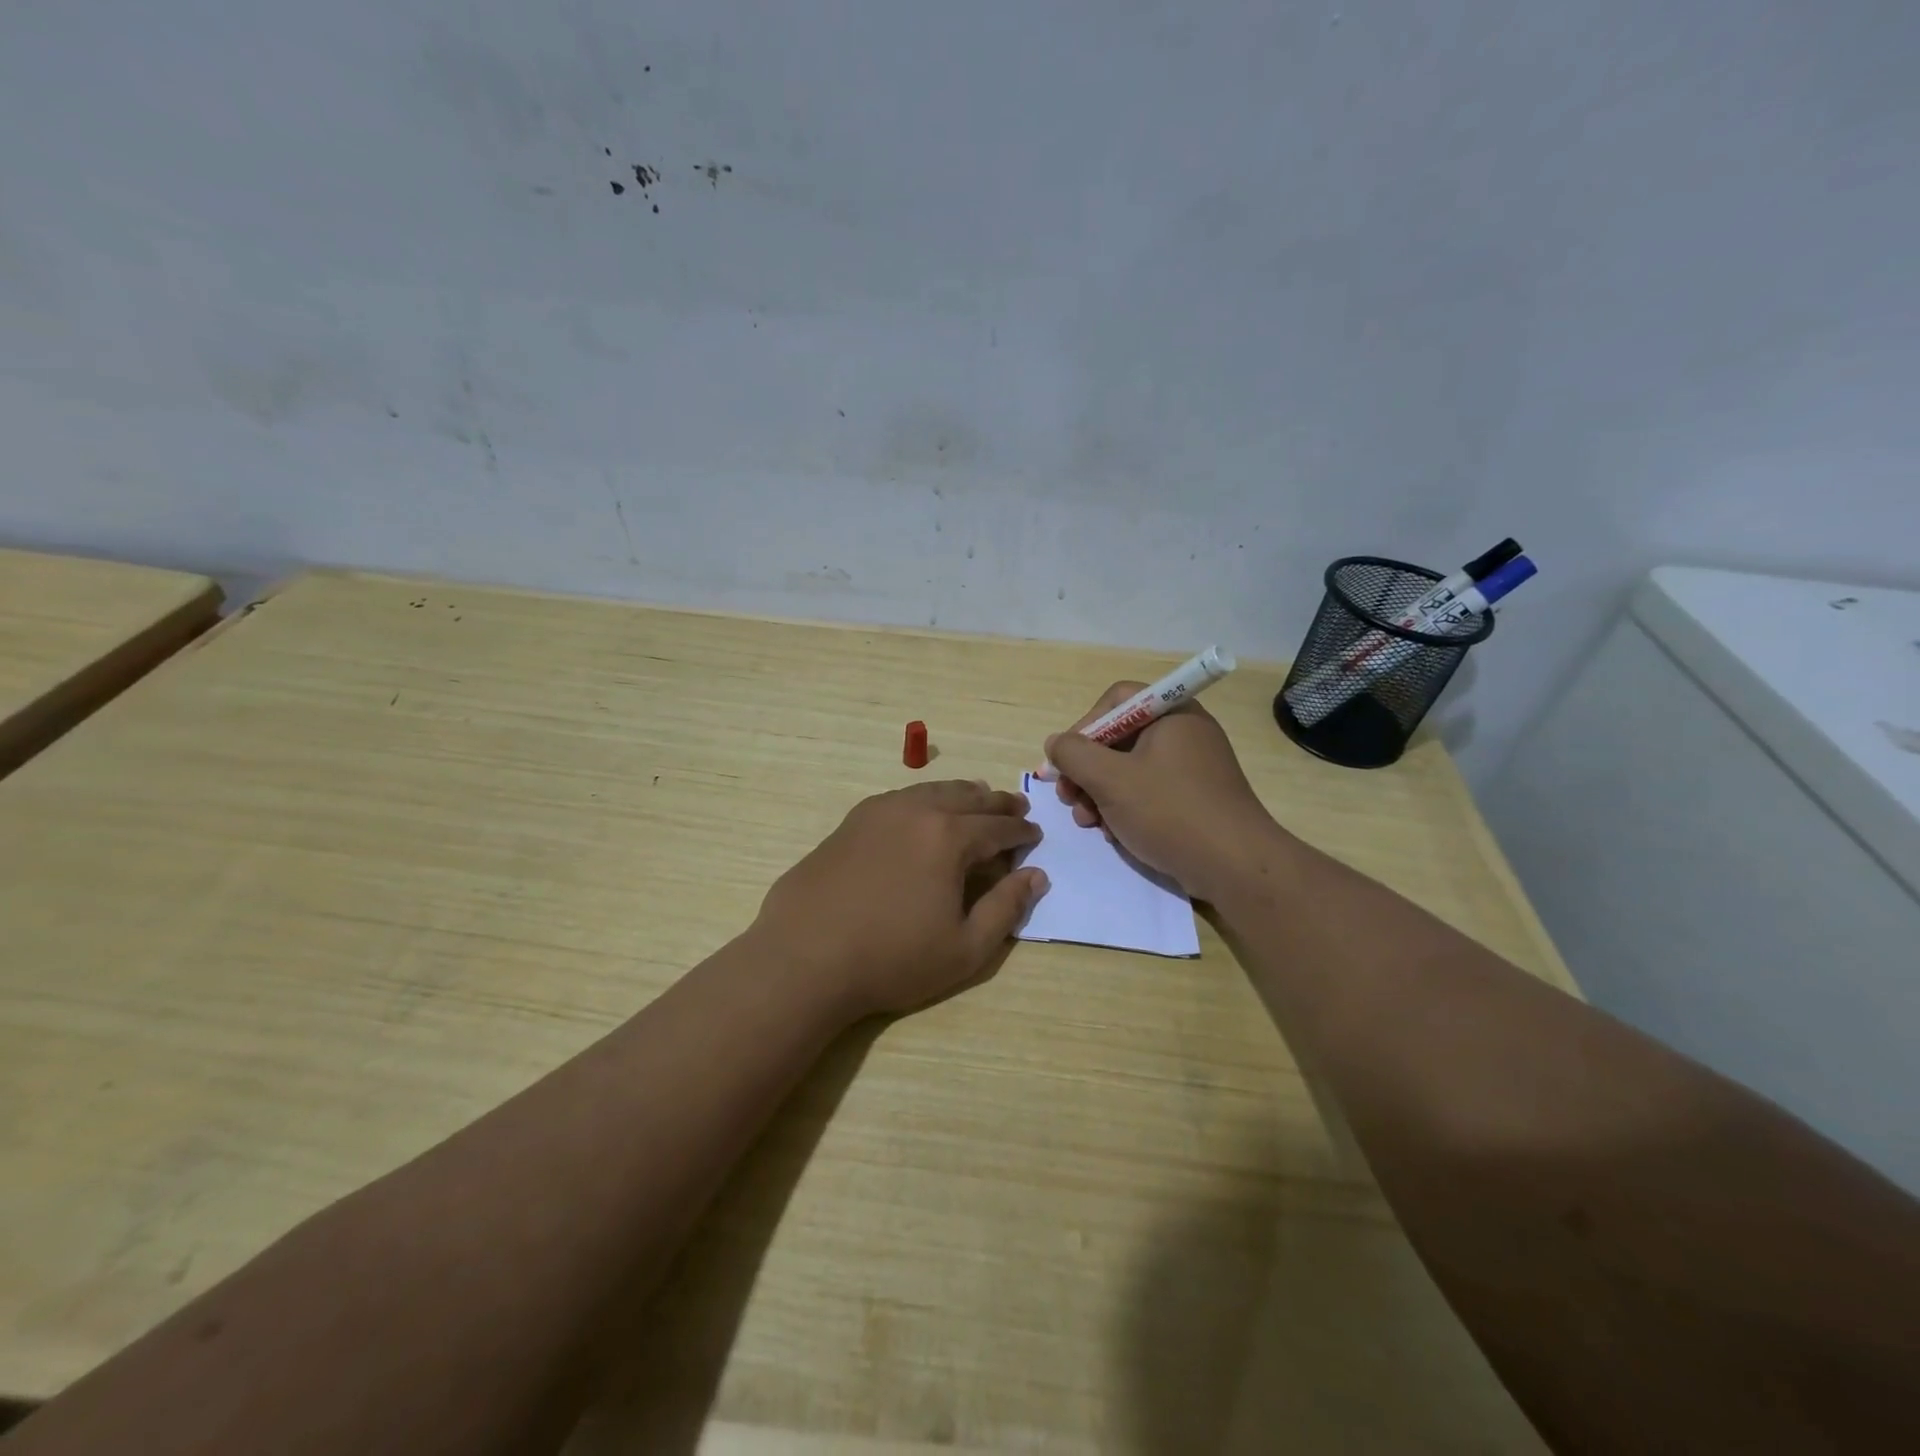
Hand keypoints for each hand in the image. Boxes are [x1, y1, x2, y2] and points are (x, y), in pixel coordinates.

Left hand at [754, 780, 1049, 1017]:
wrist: (805, 957)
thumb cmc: (893, 959)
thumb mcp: (965, 948)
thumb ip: (1006, 908)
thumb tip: (1036, 875)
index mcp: (949, 837)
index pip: (998, 826)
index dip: (1021, 831)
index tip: (1035, 835)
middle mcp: (917, 811)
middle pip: (968, 797)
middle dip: (997, 803)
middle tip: (1016, 807)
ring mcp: (879, 811)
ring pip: (932, 791)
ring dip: (962, 795)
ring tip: (977, 799)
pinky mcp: (852, 821)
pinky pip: (901, 798)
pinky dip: (925, 799)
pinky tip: (924, 812)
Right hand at [1045, 683, 1279, 900]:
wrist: (1236, 867)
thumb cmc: (1170, 812)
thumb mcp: (1110, 780)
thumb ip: (1073, 754)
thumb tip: (1055, 743)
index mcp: (1172, 714)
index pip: (1116, 700)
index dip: (1084, 726)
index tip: (1066, 760)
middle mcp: (1184, 732)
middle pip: (1119, 737)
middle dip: (1087, 769)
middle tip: (1069, 798)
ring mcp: (1192, 767)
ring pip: (1130, 769)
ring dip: (1100, 793)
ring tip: (1088, 822)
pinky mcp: (1195, 798)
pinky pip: (1149, 791)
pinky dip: (1125, 807)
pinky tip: (1113, 833)